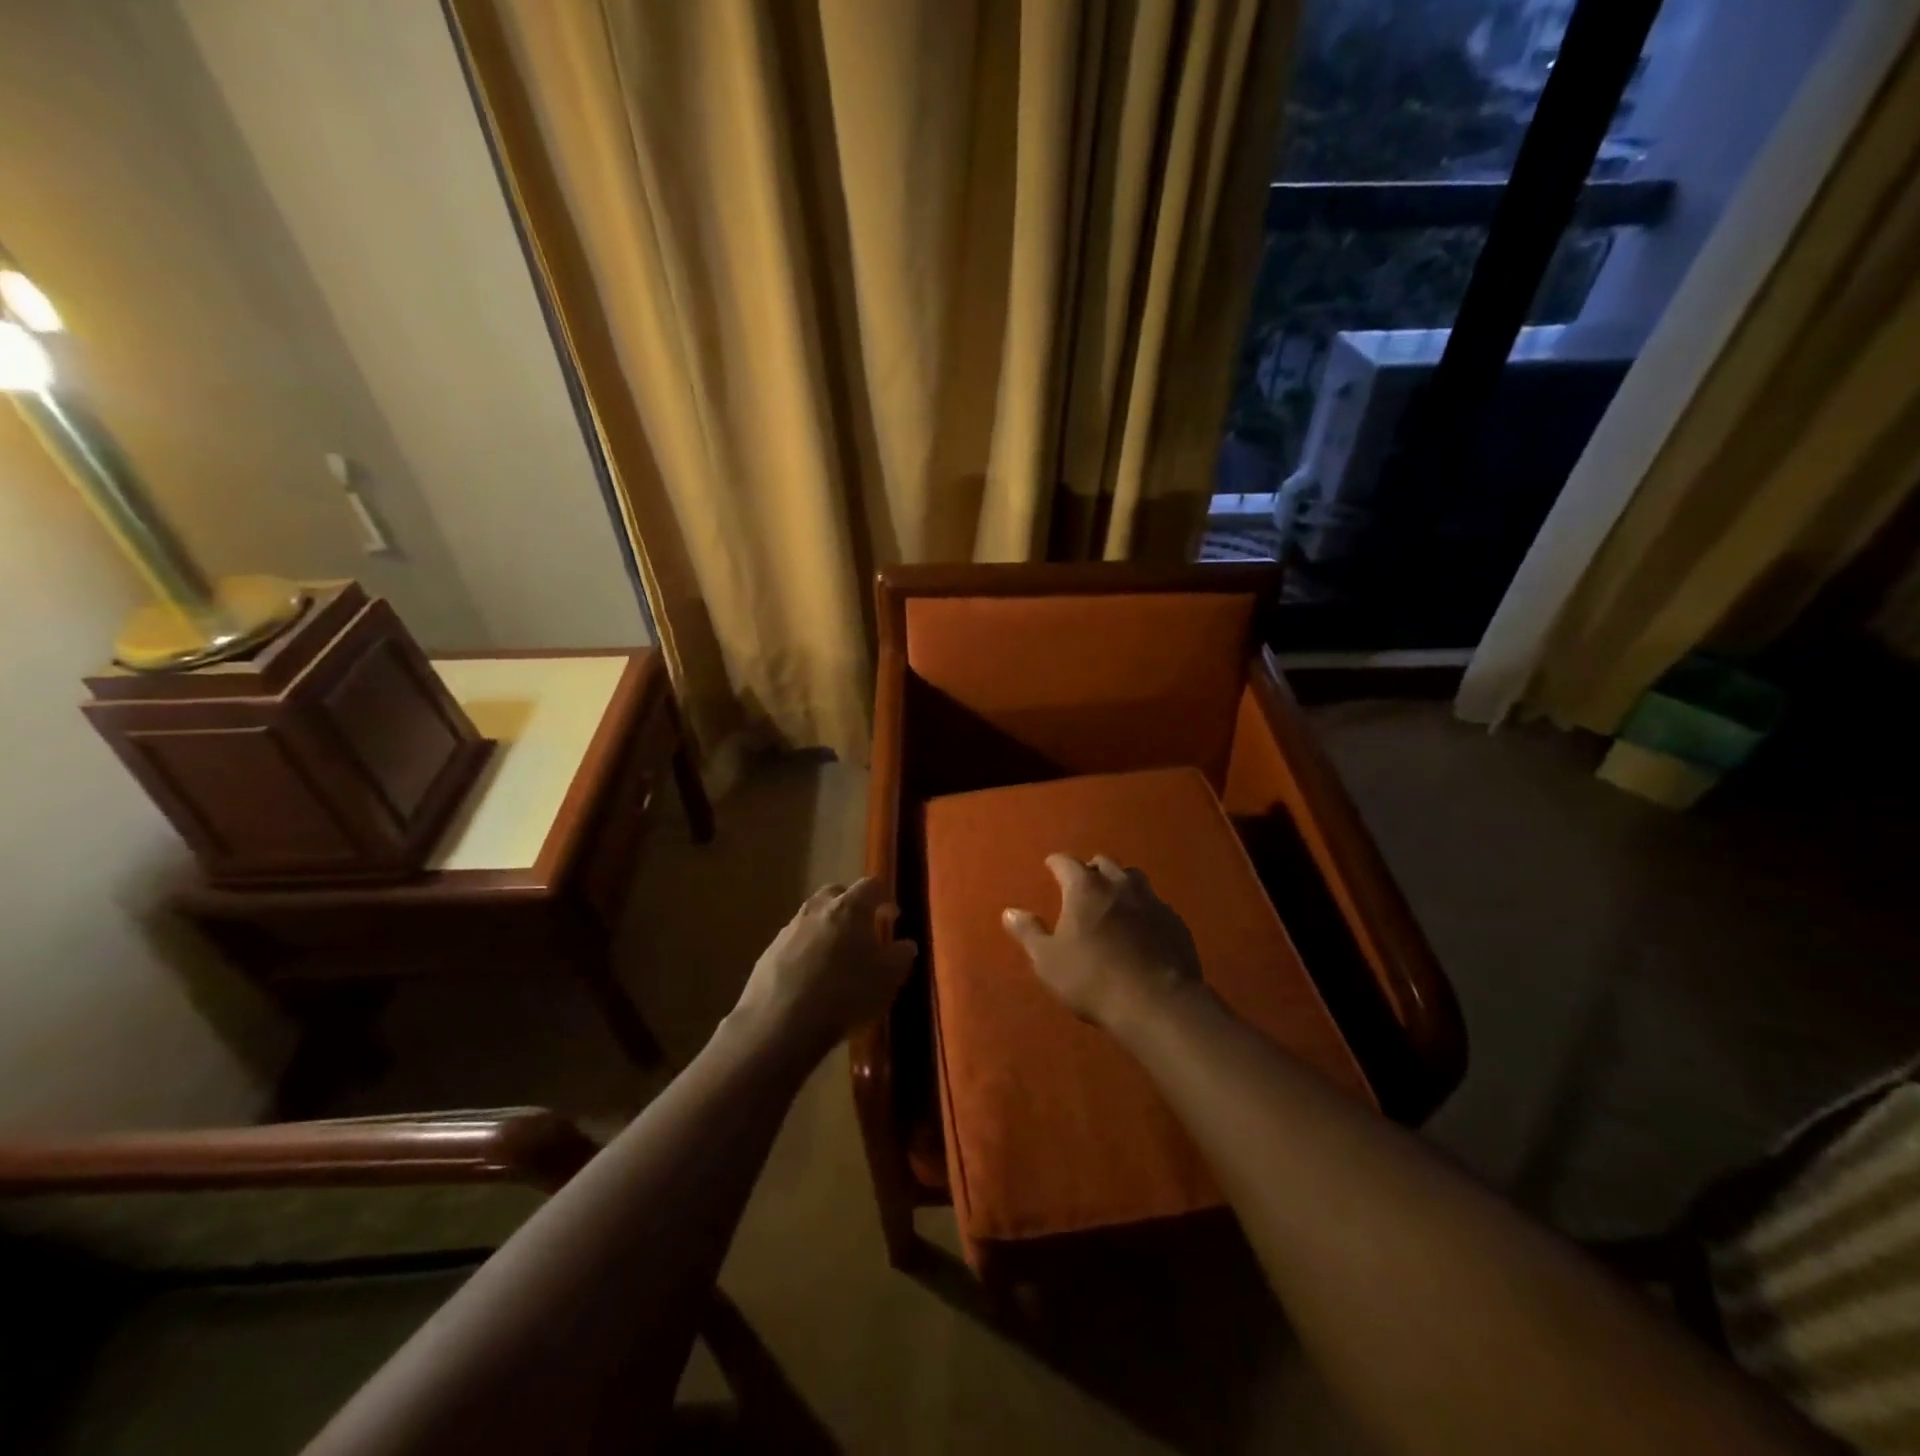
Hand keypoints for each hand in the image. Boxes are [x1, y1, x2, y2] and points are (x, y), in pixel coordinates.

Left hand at [730, 877, 917, 1064]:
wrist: (780, 1024)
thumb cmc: (845, 994)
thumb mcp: (888, 978)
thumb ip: (901, 955)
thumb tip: (905, 944)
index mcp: (850, 907)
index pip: (872, 885)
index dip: (885, 897)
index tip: (892, 916)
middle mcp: (818, 909)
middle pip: (837, 893)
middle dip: (851, 906)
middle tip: (862, 931)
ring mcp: (789, 929)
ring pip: (813, 917)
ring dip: (827, 929)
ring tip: (836, 958)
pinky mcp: (769, 952)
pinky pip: (794, 942)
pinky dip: (806, 951)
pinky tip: (811, 978)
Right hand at [1002, 854, 1203, 1030]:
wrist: (1157, 1003)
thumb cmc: (1093, 979)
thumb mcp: (1048, 961)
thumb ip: (1028, 933)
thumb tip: (1010, 912)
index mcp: (1085, 888)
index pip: (1066, 862)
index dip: (1056, 863)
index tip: (1050, 866)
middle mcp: (1119, 885)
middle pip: (1103, 863)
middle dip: (1090, 869)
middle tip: (1082, 882)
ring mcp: (1152, 901)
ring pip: (1134, 878)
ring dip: (1120, 882)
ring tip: (1113, 897)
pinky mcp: (1175, 921)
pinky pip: (1155, 903)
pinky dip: (1143, 907)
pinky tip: (1141, 925)